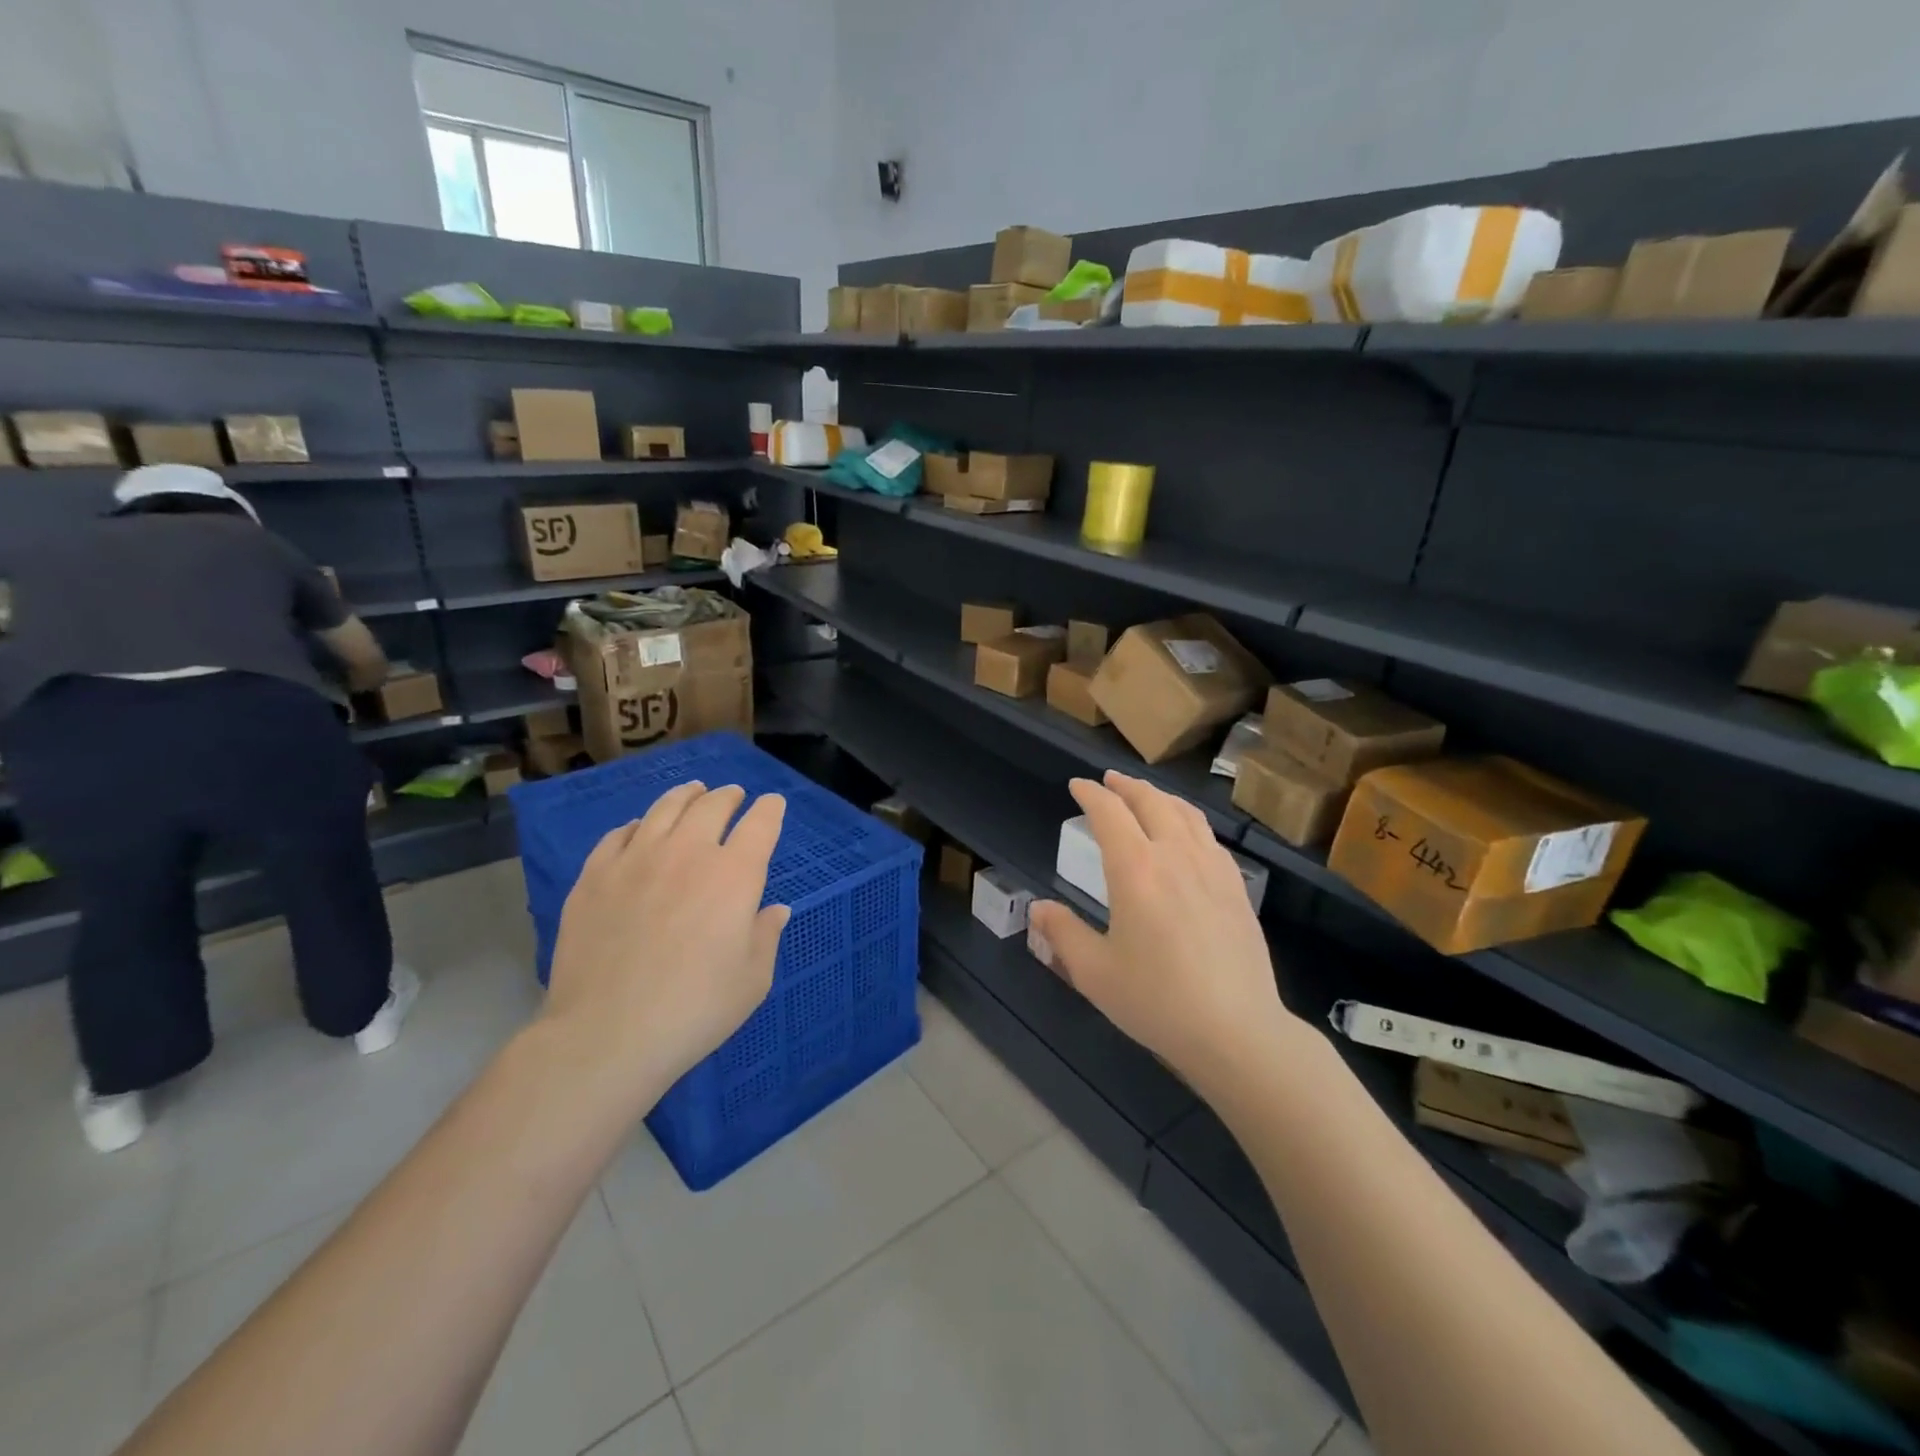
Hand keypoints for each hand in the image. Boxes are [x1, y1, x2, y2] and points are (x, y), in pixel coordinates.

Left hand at [542, 782, 789, 1107]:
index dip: (770, 809)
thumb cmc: (695, 1009)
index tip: (773, 804)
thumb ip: (766, 935)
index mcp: (734, 875)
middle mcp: (688, 853)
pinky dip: (638, 825)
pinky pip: (619, 834)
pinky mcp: (595, 876)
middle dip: (729, 796)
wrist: (607, 1033)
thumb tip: (775, 909)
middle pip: (712, 805)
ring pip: (664, 808)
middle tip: (734, 795)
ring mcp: (636, 859)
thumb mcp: (753, 980)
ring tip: (692, 791)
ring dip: (685, 795)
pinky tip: (639, 828)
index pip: (760, 824)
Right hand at [1030, 772, 1295, 1091]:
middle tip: (1109, 780)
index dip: (1091, 794)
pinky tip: (1187, 835)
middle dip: (1126, 785)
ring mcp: (1212, 869)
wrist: (1236, 1030)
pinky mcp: (1237, 887)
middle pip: (1151, 802)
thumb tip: (1038, 908)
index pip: (1110, 813)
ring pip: (1185, 814)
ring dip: (1160, 796)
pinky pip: (1209, 837)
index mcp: (1136, 870)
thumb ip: (1063, 934)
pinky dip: (1189, 820)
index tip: (1078, 786)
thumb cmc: (1157, 1001)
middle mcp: (1175, 856)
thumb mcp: (1095, 972)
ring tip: (1146, 795)